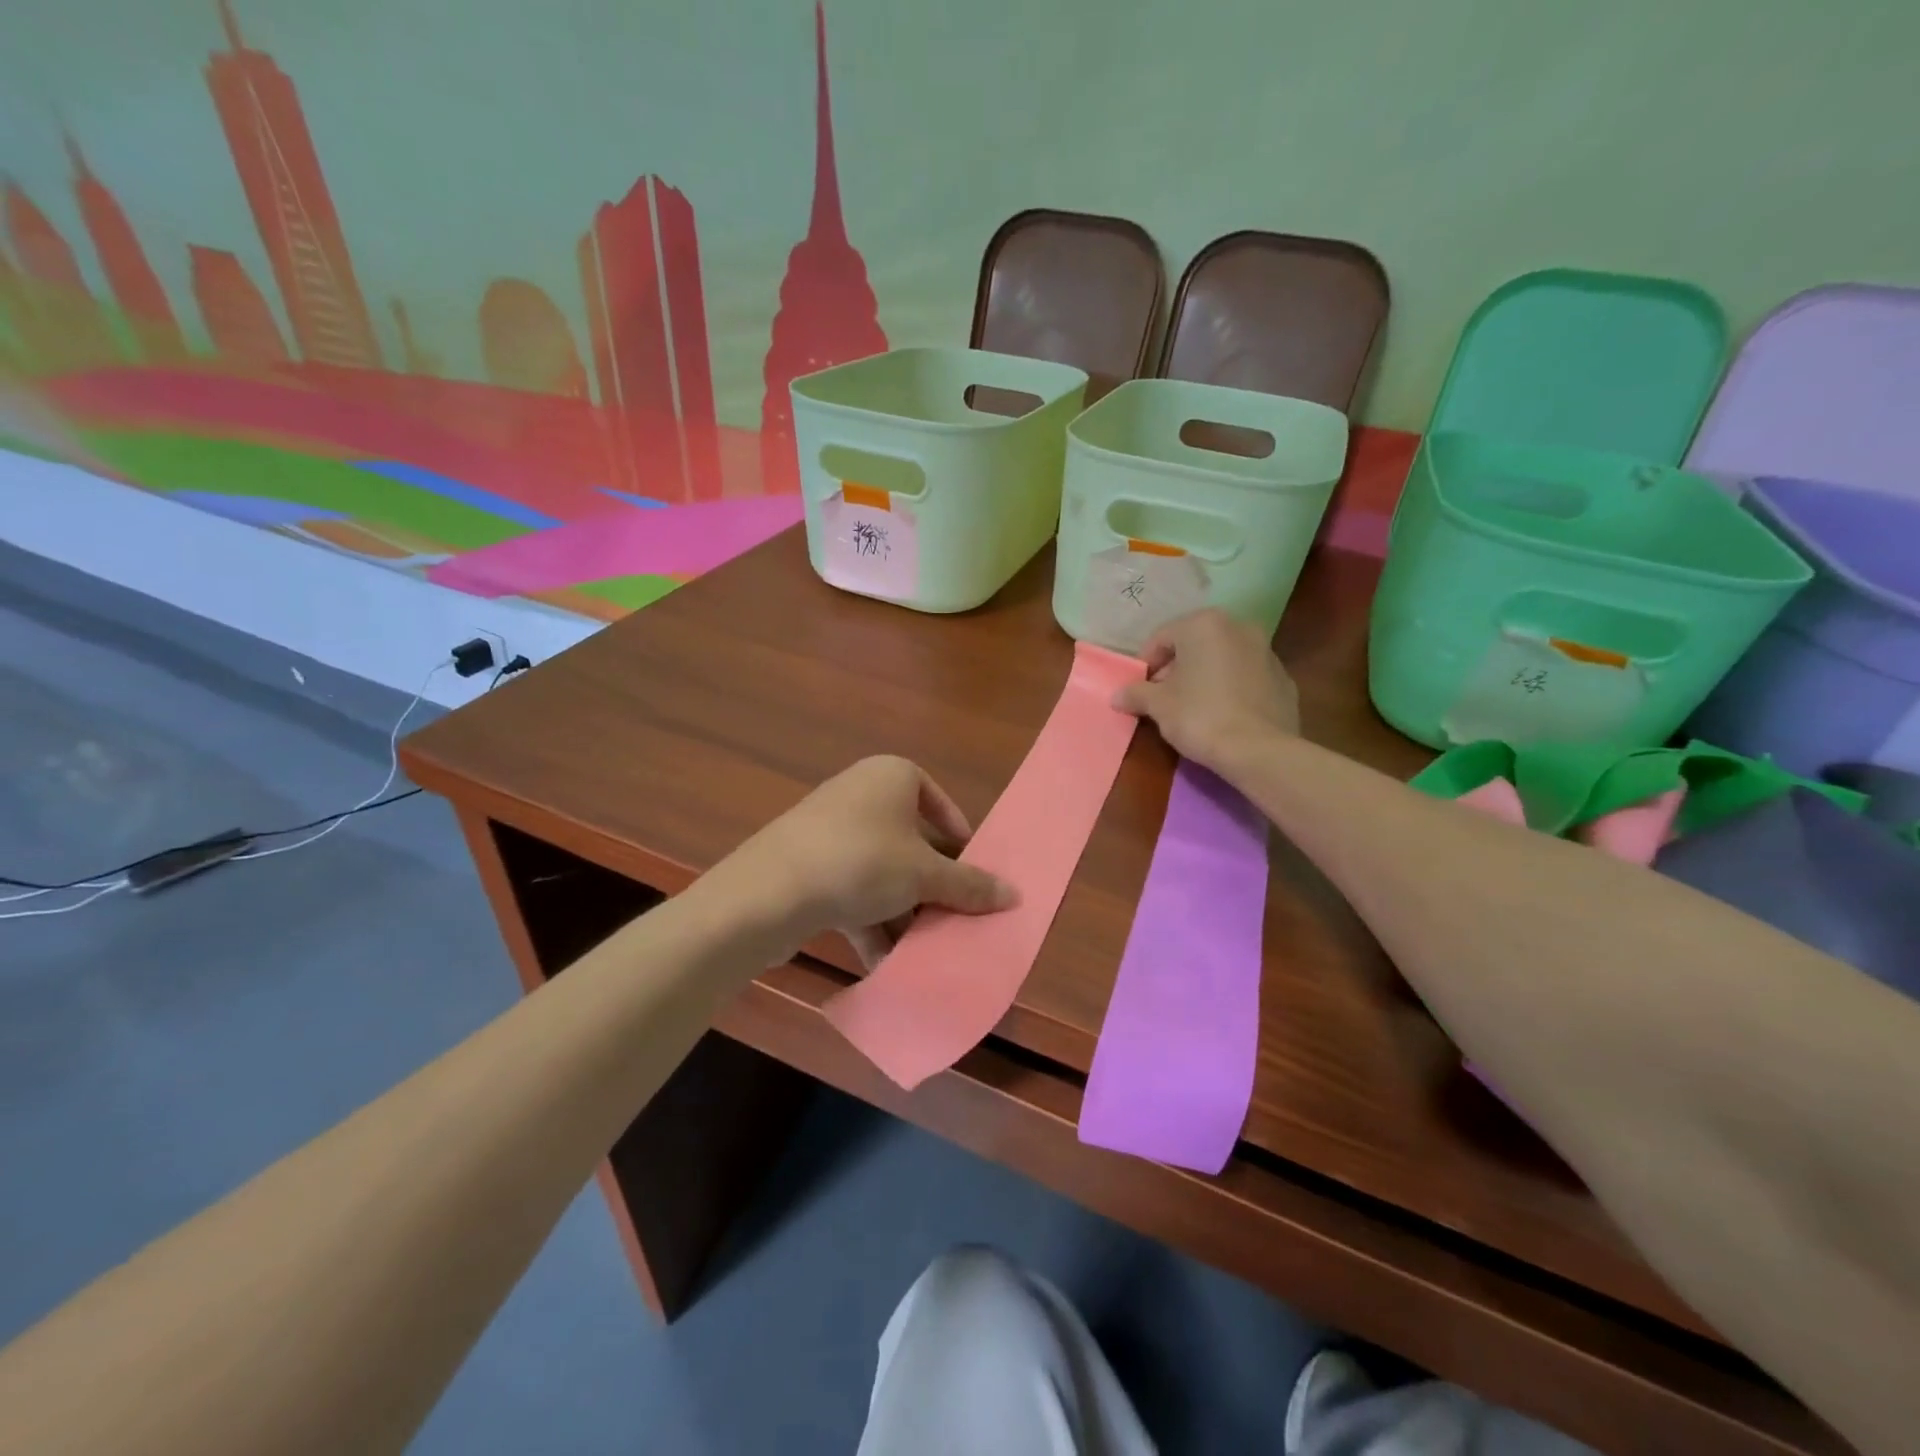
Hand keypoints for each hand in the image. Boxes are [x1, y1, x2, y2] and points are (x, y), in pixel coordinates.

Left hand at [726, 756, 1016, 967]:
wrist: (769, 892)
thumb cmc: (862, 862)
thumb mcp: (925, 875)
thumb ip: (970, 885)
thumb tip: (1014, 895)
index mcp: (892, 776)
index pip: (939, 803)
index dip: (960, 841)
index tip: (973, 877)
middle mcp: (860, 794)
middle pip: (911, 843)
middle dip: (933, 887)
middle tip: (956, 918)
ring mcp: (830, 830)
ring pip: (882, 872)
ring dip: (904, 912)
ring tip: (927, 950)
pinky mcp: (808, 864)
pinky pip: (853, 890)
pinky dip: (871, 922)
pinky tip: (887, 963)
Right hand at [1113, 609, 1299, 772]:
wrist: (1259, 750)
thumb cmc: (1200, 716)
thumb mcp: (1158, 705)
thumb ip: (1136, 693)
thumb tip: (1117, 695)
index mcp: (1204, 624)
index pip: (1161, 638)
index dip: (1146, 665)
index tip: (1140, 691)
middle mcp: (1239, 627)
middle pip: (1194, 644)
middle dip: (1176, 668)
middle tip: (1164, 699)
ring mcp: (1267, 651)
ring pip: (1222, 659)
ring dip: (1204, 676)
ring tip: (1193, 709)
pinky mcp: (1284, 679)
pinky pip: (1246, 678)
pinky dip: (1231, 689)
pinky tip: (1224, 716)